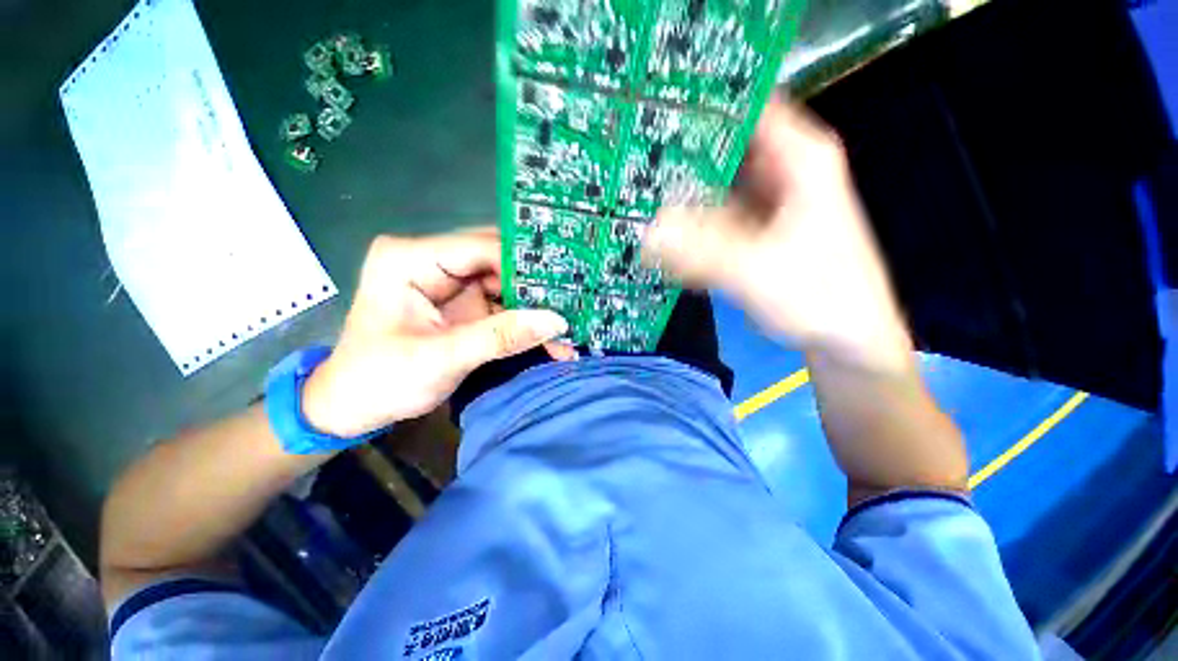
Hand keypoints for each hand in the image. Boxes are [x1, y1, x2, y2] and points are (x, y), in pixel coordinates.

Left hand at [301, 229, 572, 437]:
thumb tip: (556, 321)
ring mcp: (451, 283)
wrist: (352, 408)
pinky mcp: (463, 304)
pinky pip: (503, 305)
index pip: (480, 248)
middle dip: (535, 286)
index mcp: (411, 259)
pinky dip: (526, 322)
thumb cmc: (380, 380)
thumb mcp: (442, 359)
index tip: (564, 284)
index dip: (524, 266)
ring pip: (506, 284)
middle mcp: (433, 261)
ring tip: (569, 324)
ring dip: (535, 307)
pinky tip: (550, 337)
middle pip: (498, 261)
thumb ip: (500, 337)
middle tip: (575, 300)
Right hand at [644, 100, 911, 373]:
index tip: (652, 114)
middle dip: (678, 156)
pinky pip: (715, 217)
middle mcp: (782, 171)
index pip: (745, 106)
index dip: (699, 106)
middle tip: (630, 162)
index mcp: (799, 158)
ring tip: (635, 196)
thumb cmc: (820, 296)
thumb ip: (700, 251)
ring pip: (714, 185)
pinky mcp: (755, 229)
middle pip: (722, 147)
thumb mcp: (757, 270)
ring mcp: (767, 201)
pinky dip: (690, 224)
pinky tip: (660, 233)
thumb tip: (645, 233)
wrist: (845, 337)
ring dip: (679, 194)